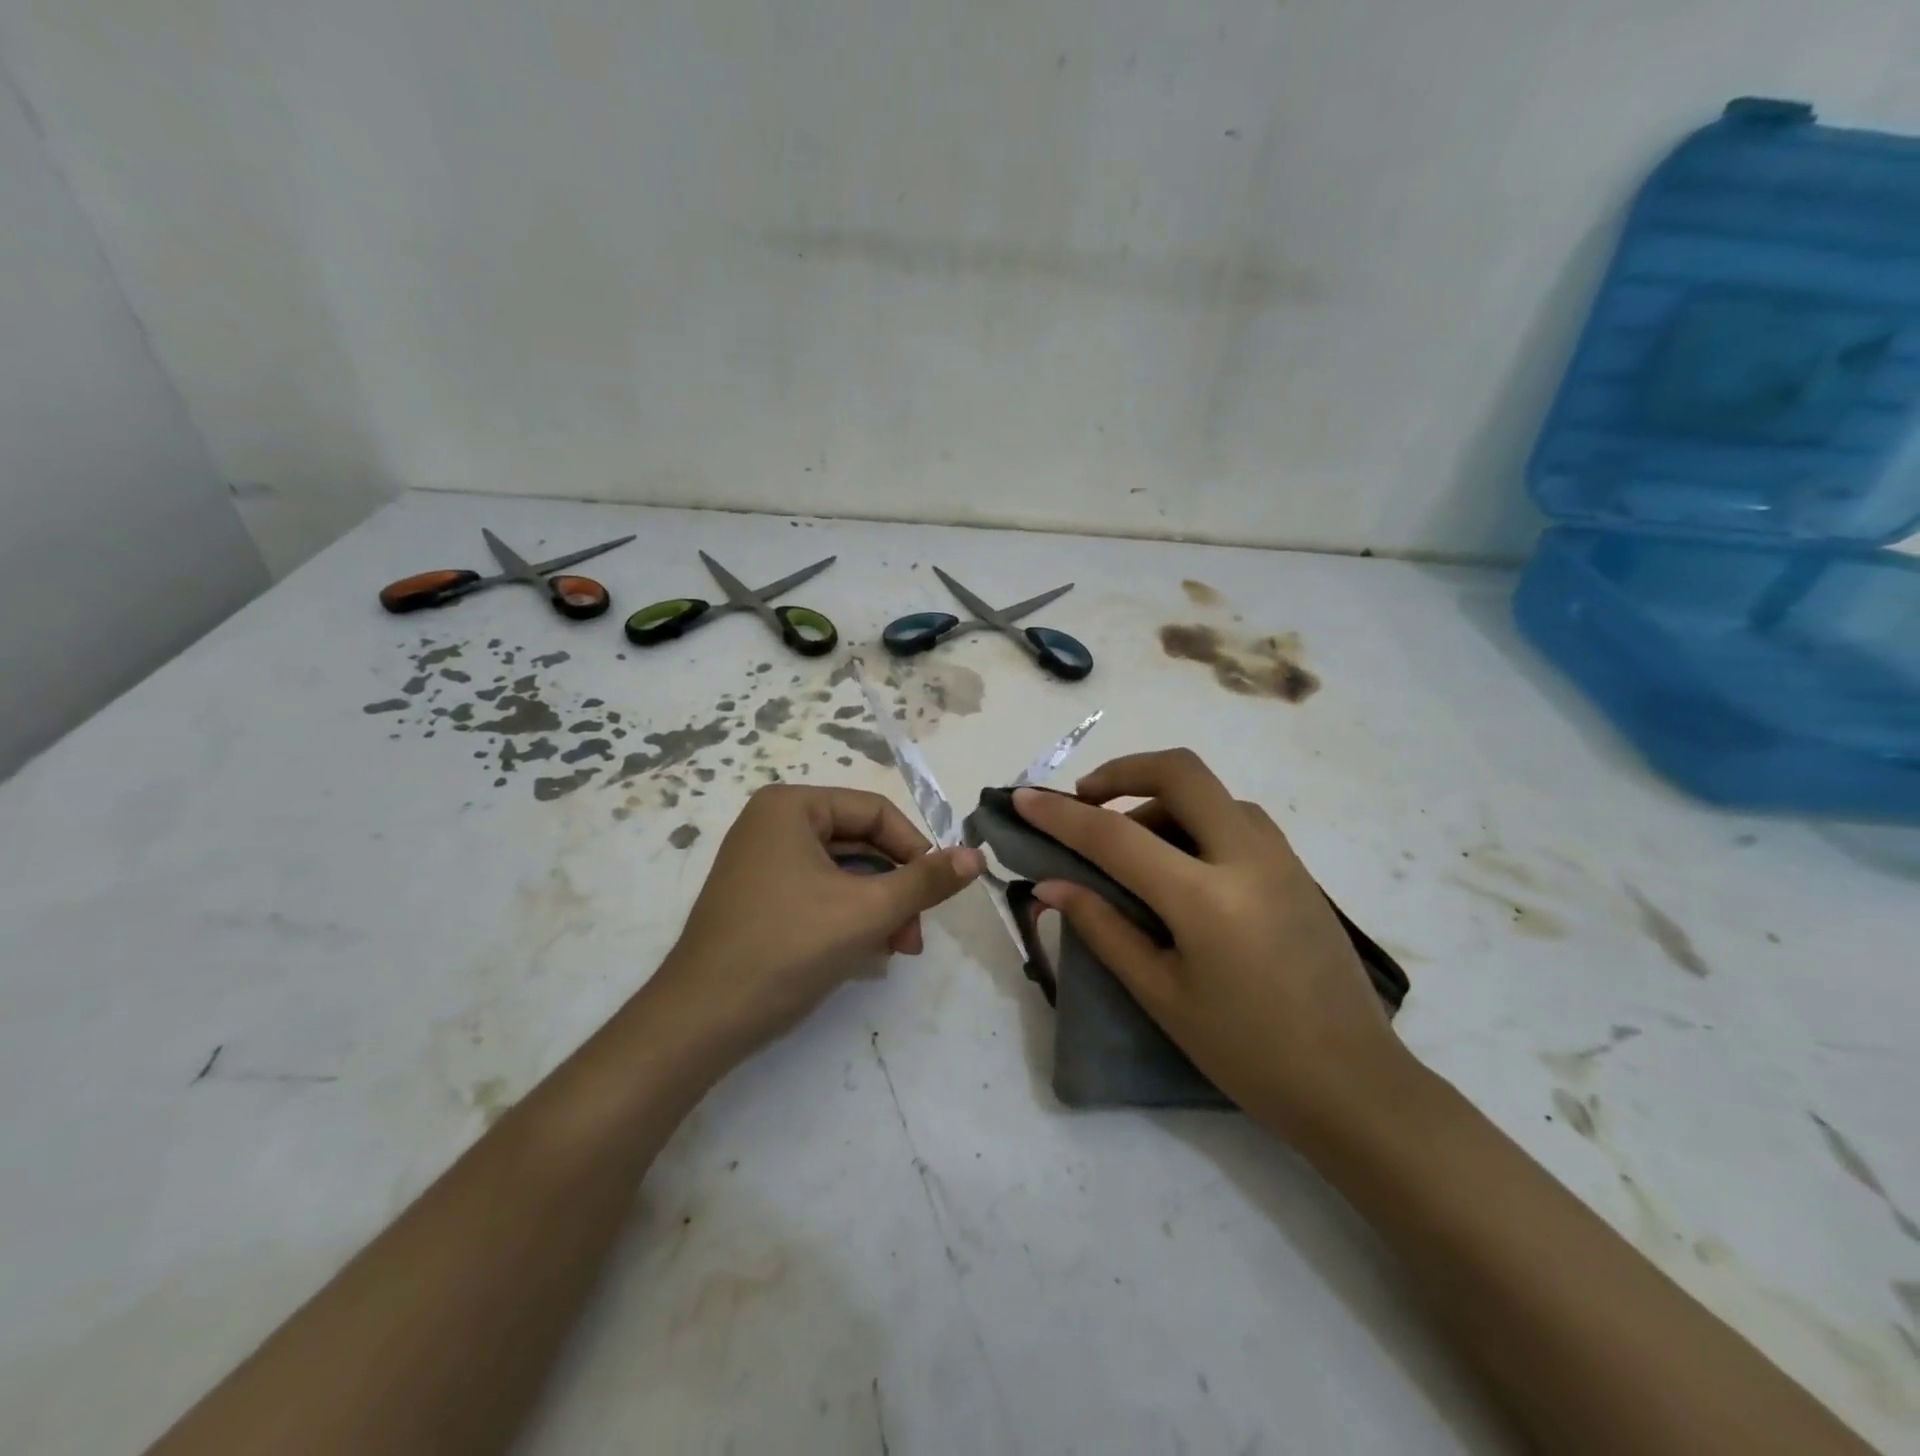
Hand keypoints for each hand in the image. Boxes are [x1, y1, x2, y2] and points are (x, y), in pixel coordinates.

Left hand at [652, 785, 982, 1058]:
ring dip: (877, 908)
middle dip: (896, 889)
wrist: (700, 1020)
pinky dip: (848, 917)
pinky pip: (819, 893)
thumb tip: (977, 855)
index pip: (875, 813)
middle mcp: (773, 823)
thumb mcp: (866, 911)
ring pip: (843, 873)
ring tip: (897, 950)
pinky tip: (866, 953)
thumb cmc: (786, 948)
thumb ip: (926, 881)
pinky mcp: (758, 897)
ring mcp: (761, 861)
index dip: (916, 850)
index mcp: (792, 807)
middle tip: (916, 935)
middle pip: (860, 843)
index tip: (938, 893)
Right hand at [1012, 749, 1402, 1142]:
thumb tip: (1051, 885)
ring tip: (1129, 845)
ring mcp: (1280, 856)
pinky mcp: (1297, 868)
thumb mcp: (1162, 994)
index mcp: (1207, 897)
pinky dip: (1193, 818)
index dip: (1061, 815)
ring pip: (1210, 792)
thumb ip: (1103, 928)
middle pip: (1180, 771)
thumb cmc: (1247, 1053)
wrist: (1355, 1085)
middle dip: (1123, 771)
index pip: (1116, 835)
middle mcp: (1248, 856)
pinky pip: (1235, 817)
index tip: (1023, 799)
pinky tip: (1180, 863)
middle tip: (1085, 800)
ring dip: (1159, 798)